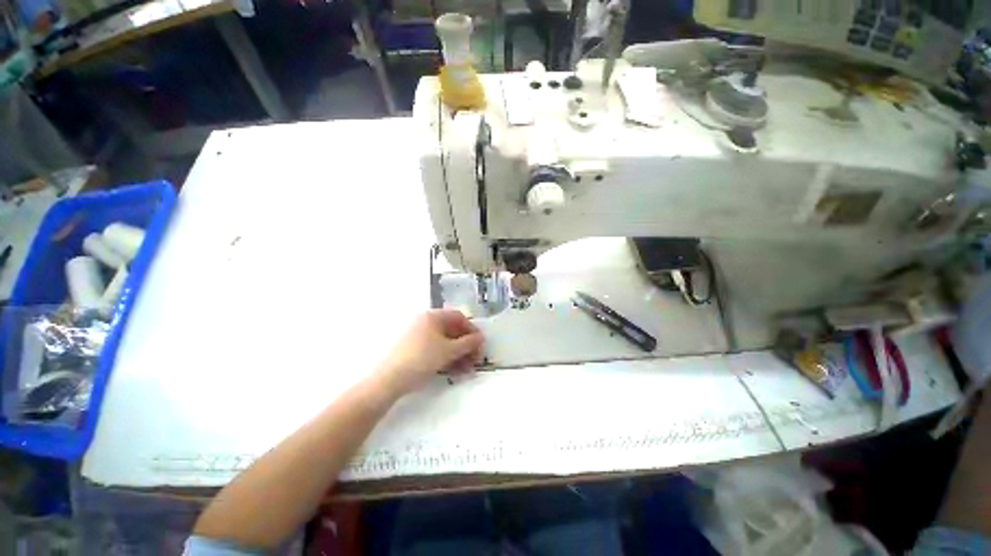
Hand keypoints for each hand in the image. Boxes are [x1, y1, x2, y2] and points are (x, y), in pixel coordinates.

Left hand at [374, 310, 484, 396]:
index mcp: (432, 316)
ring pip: (444, 342)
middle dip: (466, 346)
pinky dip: (445, 358)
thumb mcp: (449, 351)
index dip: (472, 330)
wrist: (388, 380)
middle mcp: (424, 322)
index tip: (480, 345)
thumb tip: (481, 338)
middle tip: (475, 360)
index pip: (459, 317)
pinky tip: (452, 371)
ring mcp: (417, 336)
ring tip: (466, 370)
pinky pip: (434, 349)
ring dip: (458, 354)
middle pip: (452, 330)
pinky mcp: (412, 349)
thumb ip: (468, 343)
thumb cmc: (421, 359)